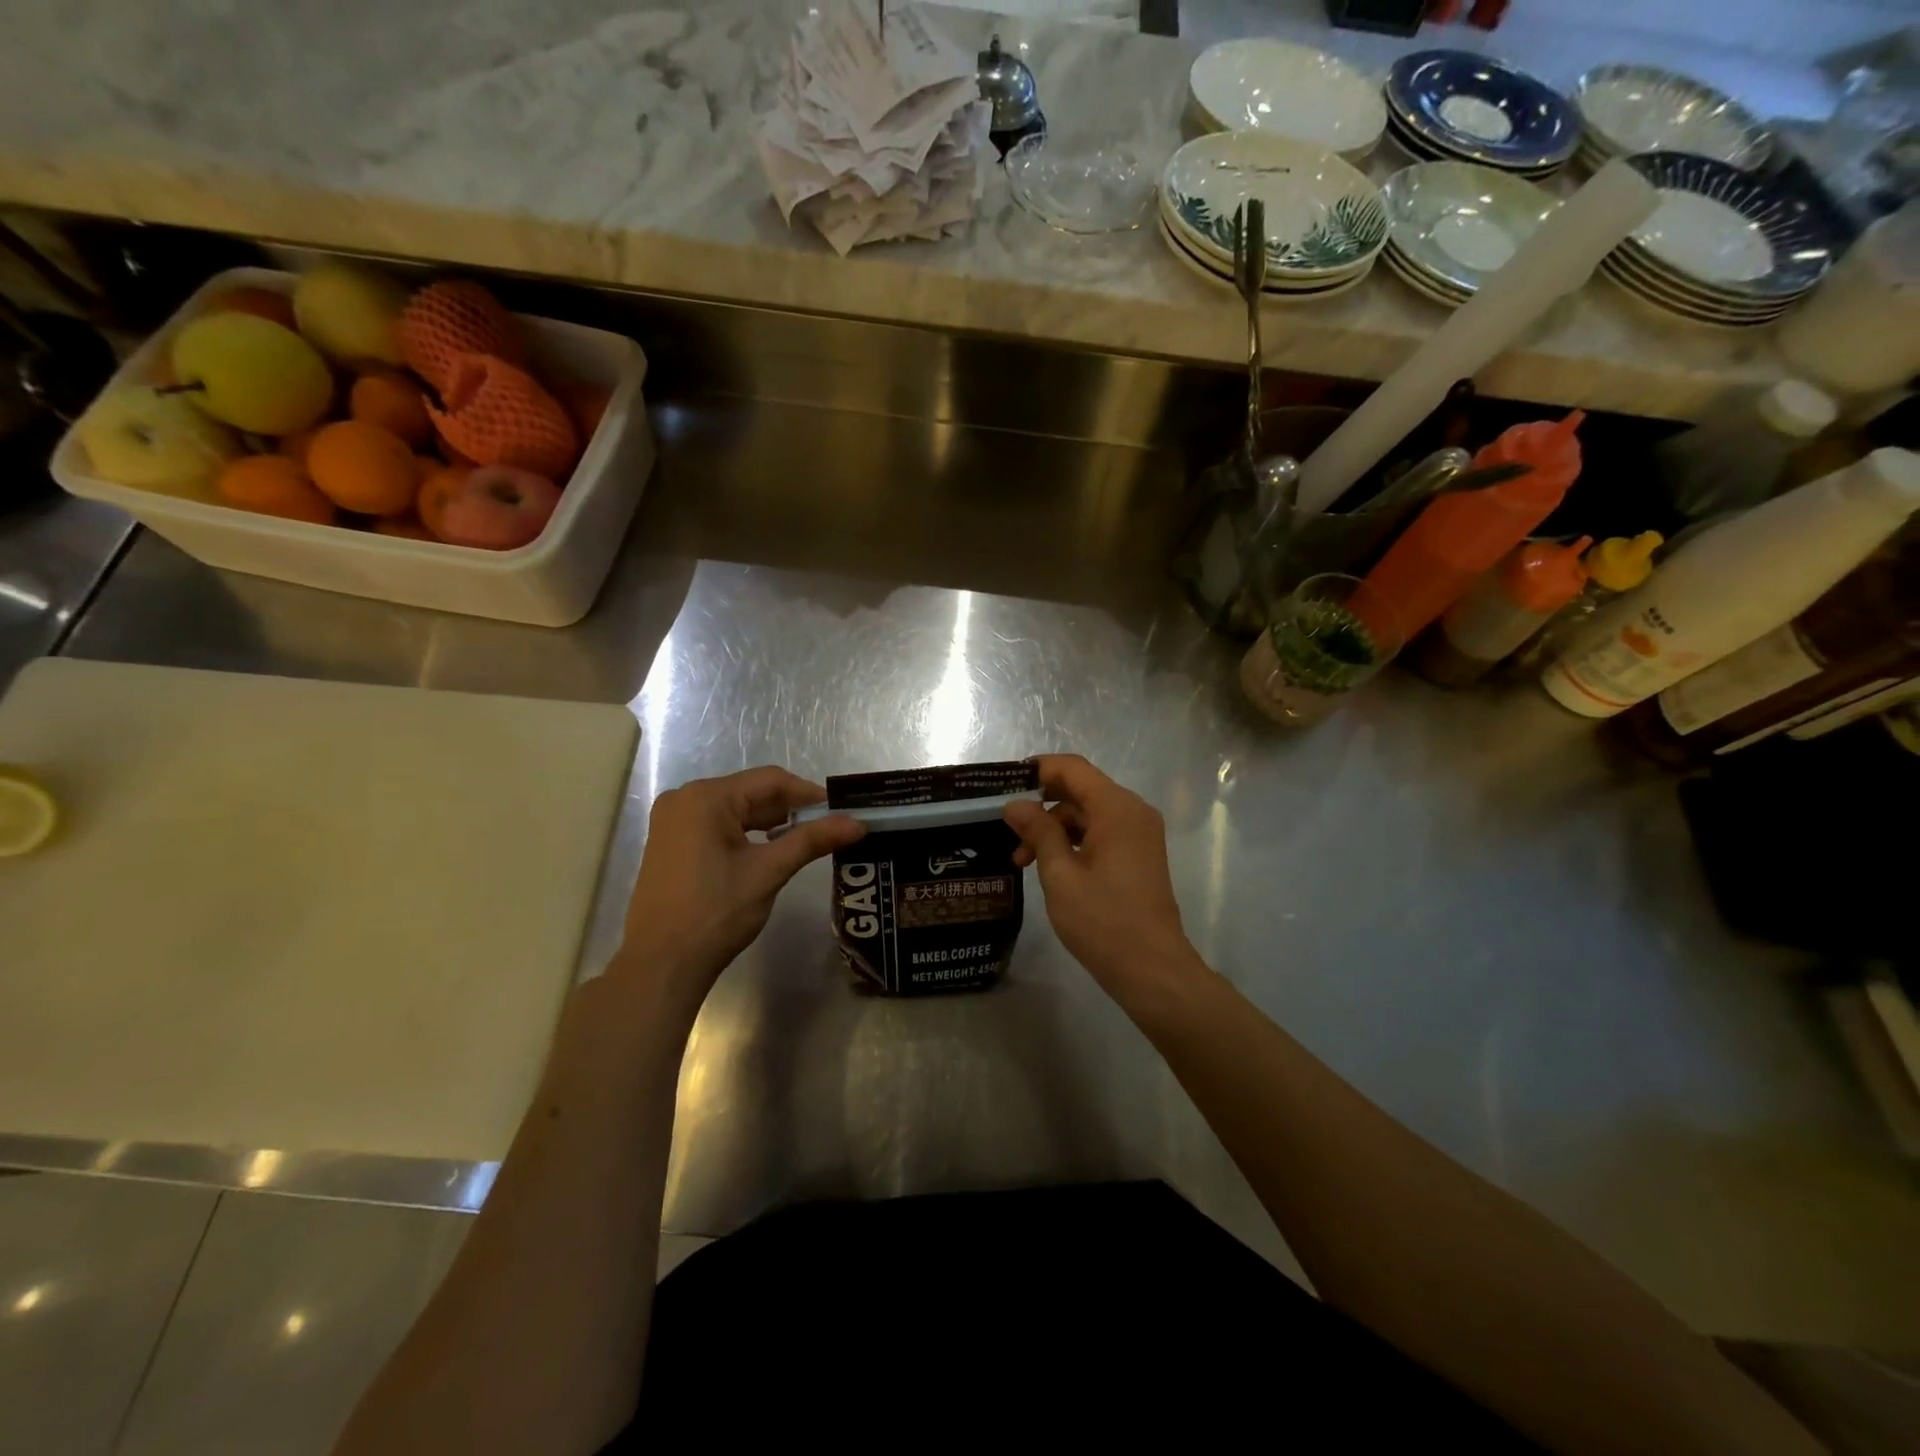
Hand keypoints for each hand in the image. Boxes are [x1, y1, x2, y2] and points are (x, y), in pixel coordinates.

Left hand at [616, 767, 864, 1012]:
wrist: (661, 965)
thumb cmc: (715, 912)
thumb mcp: (768, 872)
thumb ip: (812, 840)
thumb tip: (858, 823)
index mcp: (705, 798)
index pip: (770, 780)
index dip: (809, 793)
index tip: (842, 811)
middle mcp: (684, 799)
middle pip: (751, 793)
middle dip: (791, 809)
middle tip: (829, 828)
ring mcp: (673, 822)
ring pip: (736, 810)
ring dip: (771, 823)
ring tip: (806, 841)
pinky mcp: (672, 844)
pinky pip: (719, 826)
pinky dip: (748, 835)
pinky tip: (770, 851)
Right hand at [1005, 755, 1201, 1003]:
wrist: (1152, 969)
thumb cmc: (1102, 920)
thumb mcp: (1059, 874)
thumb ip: (1038, 831)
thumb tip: (1015, 804)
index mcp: (1116, 808)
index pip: (1072, 768)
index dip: (1038, 770)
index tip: (1004, 785)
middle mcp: (1133, 811)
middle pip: (1080, 790)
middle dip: (1042, 806)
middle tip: (1007, 830)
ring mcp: (1140, 834)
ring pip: (1088, 814)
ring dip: (1054, 829)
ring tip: (1022, 860)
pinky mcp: (1139, 854)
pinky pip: (1101, 832)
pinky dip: (1074, 842)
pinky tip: (1049, 866)